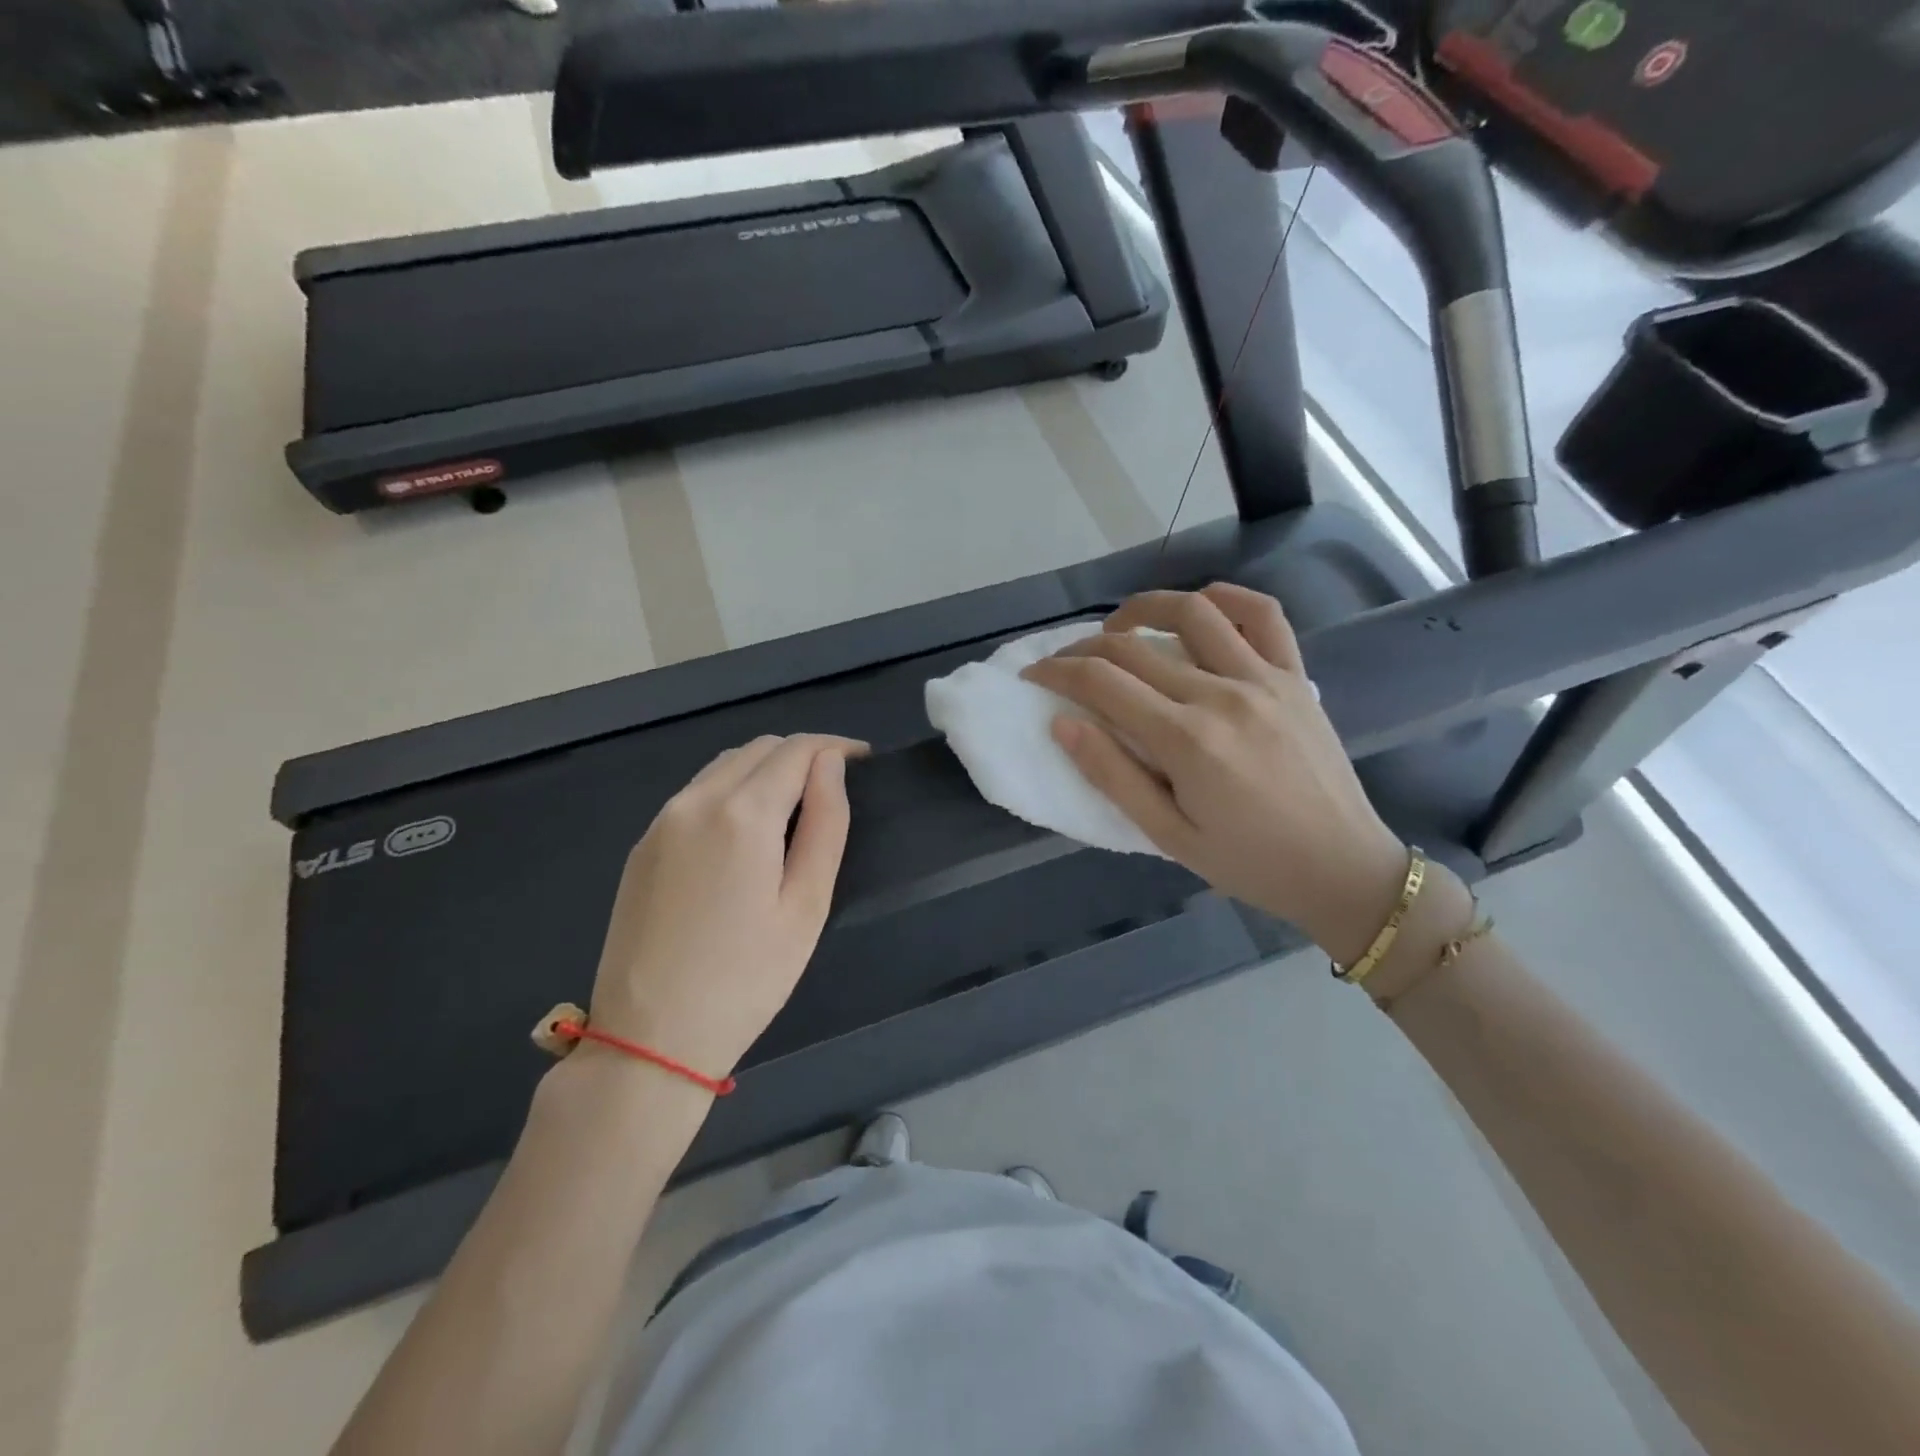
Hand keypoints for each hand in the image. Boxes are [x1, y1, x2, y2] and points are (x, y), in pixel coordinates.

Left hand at [586, 734, 866, 1081]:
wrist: (648, 1039)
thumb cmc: (746, 979)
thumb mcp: (806, 906)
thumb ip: (826, 825)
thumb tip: (831, 767)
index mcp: (742, 814)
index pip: (795, 750)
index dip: (834, 747)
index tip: (864, 760)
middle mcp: (696, 801)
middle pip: (758, 749)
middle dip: (802, 753)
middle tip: (835, 785)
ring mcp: (662, 821)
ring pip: (724, 765)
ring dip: (766, 768)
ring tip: (797, 802)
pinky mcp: (643, 845)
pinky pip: (697, 792)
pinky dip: (732, 789)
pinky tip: (748, 828)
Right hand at [1022, 584, 1408, 963]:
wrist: (1343, 869)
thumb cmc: (1249, 863)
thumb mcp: (1168, 835)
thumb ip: (1112, 776)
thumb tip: (1062, 724)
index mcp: (1186, 740)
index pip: (1101, 682)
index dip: (1056, 672)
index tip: (1033, 675)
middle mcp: (1221, 695)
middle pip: (1134, 647)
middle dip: (1083, 649)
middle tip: (1063, 664)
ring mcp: (1264, 678)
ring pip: (1193, 612)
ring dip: (1144, 608)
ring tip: (1119, 628)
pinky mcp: (1294, 676)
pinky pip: (1263, 614)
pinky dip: (1225, 597)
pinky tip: (1199, 607)